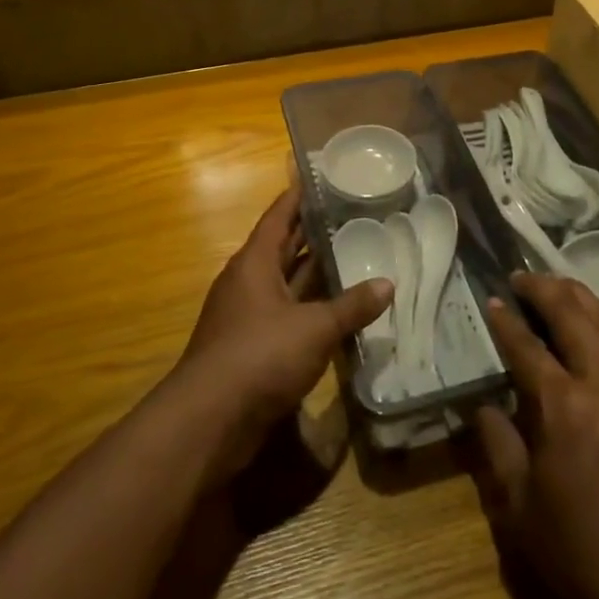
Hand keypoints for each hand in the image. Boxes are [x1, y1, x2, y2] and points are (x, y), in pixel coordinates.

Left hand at [173, 188, 391, 482]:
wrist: (209, 421)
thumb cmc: (260, 355)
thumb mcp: (314, 327)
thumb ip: (352, 306)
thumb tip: (388, 284)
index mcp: (254, 263)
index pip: (279, 216)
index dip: (298, 196)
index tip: (320, 177)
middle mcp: (248, 283)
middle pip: (284, 248)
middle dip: (314, 234)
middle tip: (352, 216)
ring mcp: (248, 317)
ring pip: (288, 285)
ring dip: (316, 275)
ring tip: (355, 257)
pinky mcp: (252, 348)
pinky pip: (287, 316)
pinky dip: (312, 310)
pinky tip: (340, 312)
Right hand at [472, 272, 598, 598]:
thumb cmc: (580, 548)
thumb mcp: (520, 506)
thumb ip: (498, 445)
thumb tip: (483, 405)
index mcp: (561, 406)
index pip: (526, 346)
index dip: (505, 320)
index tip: (491, 299)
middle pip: (571, 316)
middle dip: (542, 290)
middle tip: (522, 277)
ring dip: (582, 296)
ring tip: (561, 283)